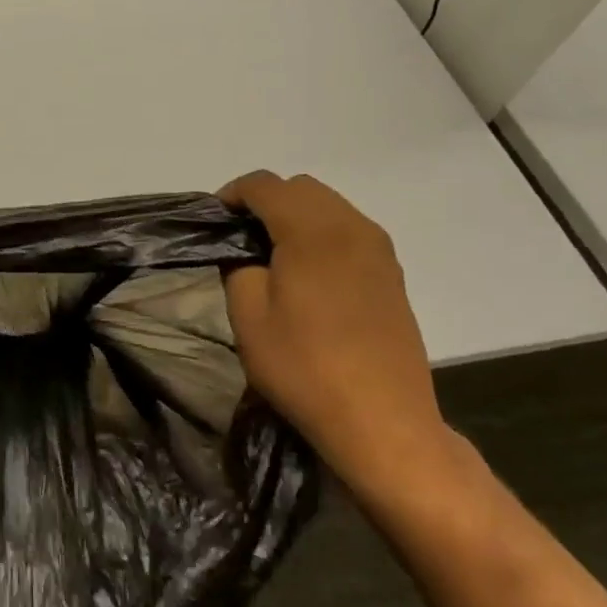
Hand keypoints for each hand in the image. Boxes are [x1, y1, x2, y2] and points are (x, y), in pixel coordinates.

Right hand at [218, 172, 453, 505]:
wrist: (382, 422)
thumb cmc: (304, 367)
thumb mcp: (248, 316)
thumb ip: (238, 266)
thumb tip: (246, 251)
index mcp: (312, 231)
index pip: (265, 185)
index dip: (232, 194)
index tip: (215, 222)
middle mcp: (350, 227)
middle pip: (300, 187)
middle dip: (266, 200)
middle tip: (241, 237)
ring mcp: (378, 249)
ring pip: (328, 205)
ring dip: (296, 215)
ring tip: (273, 254)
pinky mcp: (392, 273)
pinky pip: (349, 230)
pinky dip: (321, 233)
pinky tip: (308, 272)